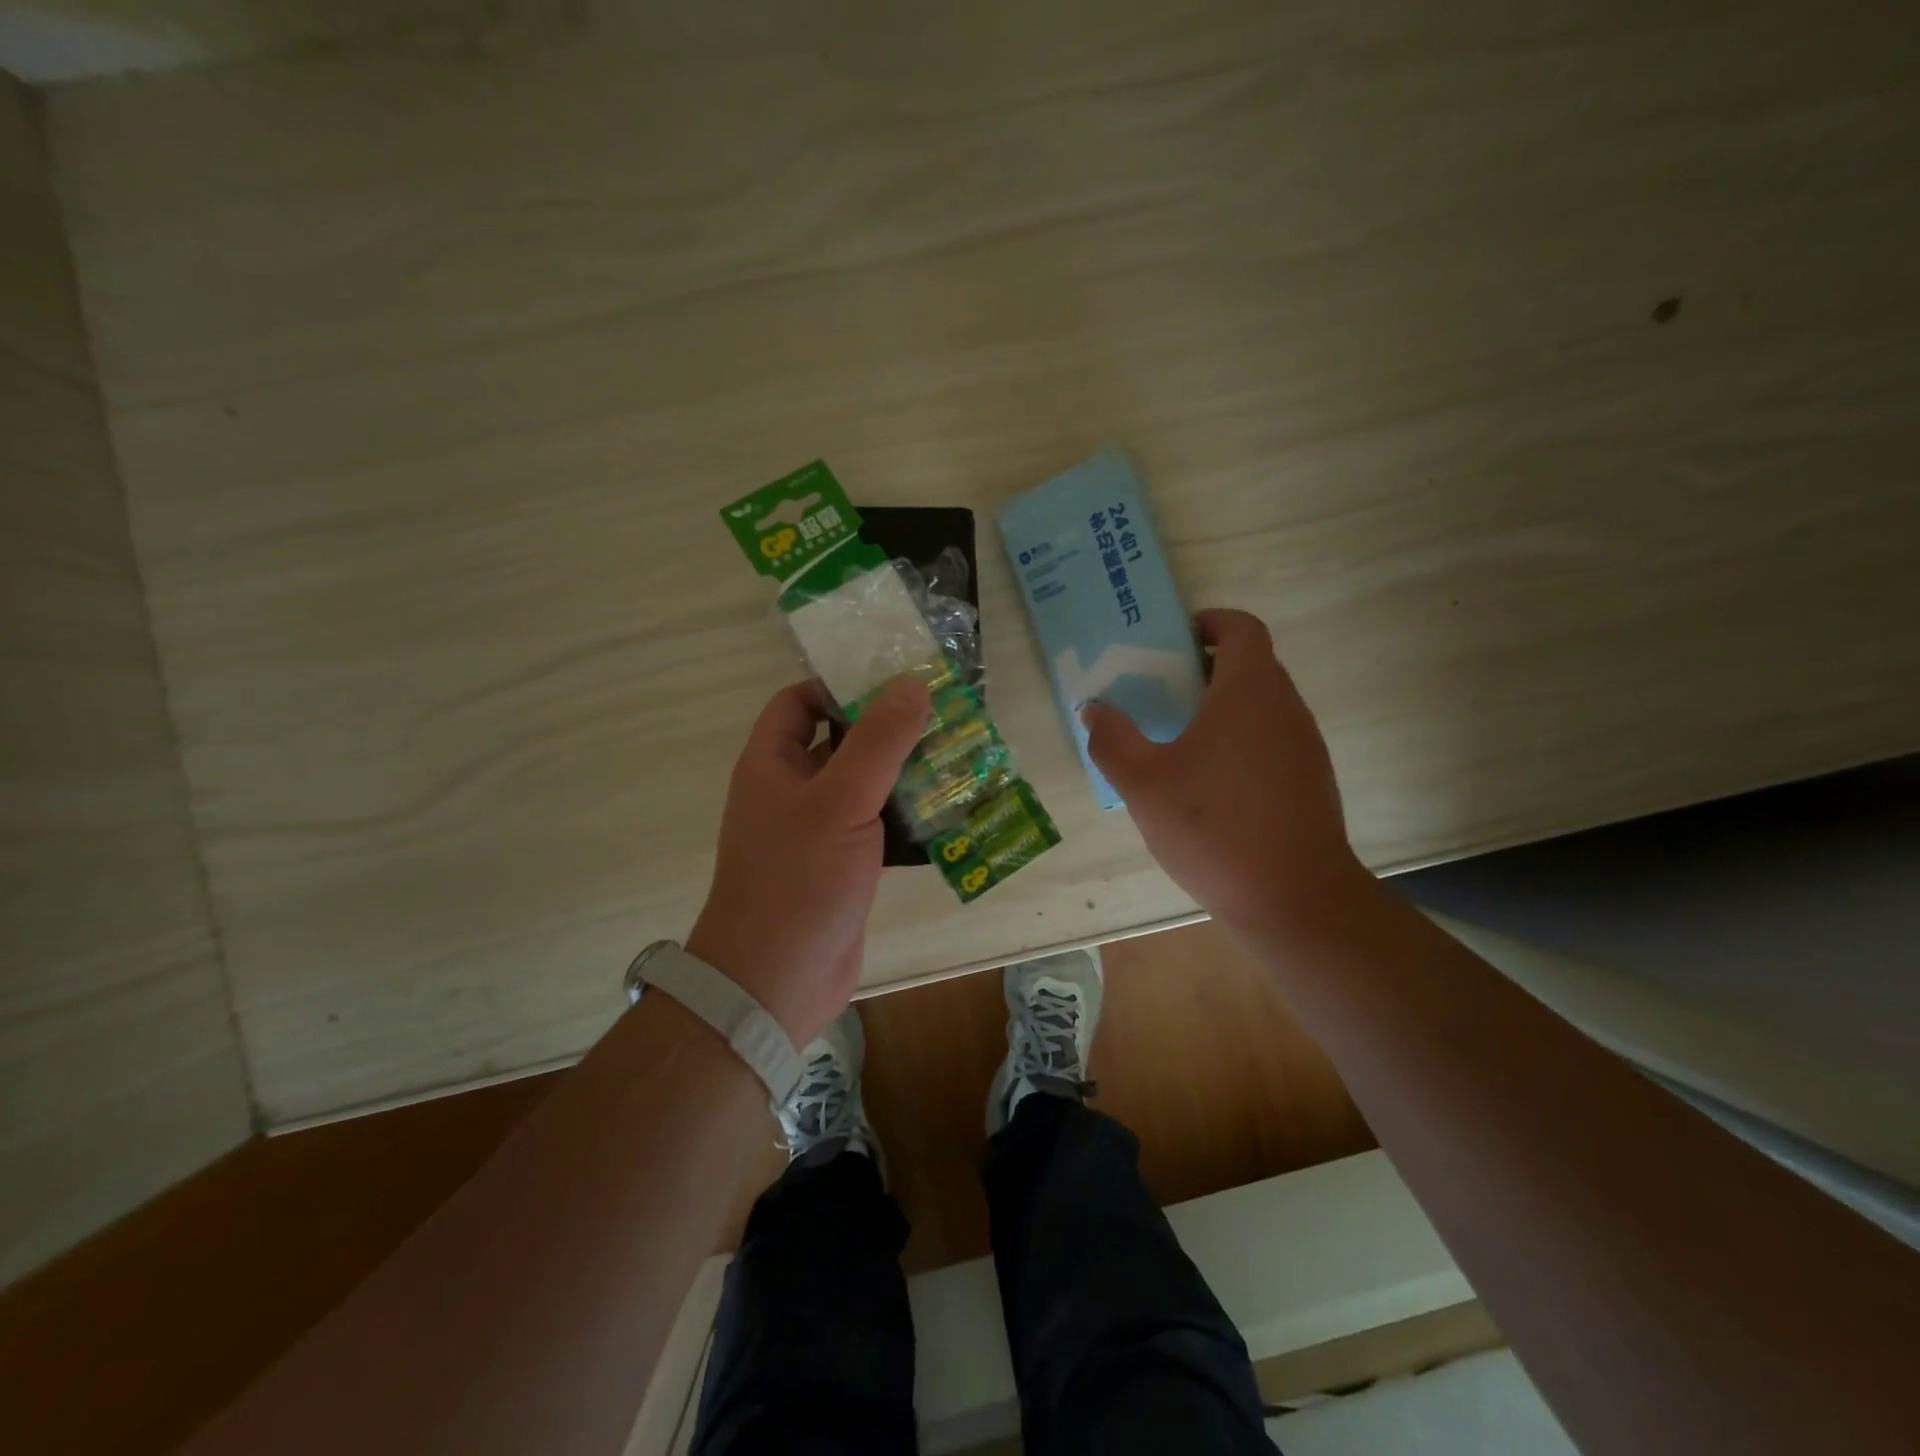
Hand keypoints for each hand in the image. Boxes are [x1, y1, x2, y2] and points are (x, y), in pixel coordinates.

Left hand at [686, 675, 929, 1044]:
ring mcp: (818, 830)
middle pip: (839, 740)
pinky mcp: (844, 865)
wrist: (775, 982)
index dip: (838, 684)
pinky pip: (877, 825)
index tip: (893, 678)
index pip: (797, 702)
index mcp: (772, 764)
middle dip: (887, 727)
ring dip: (905, 772)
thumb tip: (913, 684)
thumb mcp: (840, 802)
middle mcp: (791, 791)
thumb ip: (878, 741)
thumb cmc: (797, 881)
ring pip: (864, 785)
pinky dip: (908, 815)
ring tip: (959, 753)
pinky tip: (950, 809)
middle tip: (944, 712)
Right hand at [1082, 608, 1374, 942]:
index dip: (1210, 622)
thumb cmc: (1214, 829)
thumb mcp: (1144, 784)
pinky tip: (1210, 784)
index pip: (1242, 629)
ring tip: (1180, 739)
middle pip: (1251, 665)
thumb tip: (1094, 710)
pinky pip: (1272, 739)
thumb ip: (1112, 740)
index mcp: (1249, 693)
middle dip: (1206, 668)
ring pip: (1263, 705)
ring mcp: (1305, 746)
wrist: (1294, 899)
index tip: (1175, 640)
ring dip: (1224, 707)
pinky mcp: (1311, 780)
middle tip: (1162, 692)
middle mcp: (1286, 708)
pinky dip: (1241, 740)